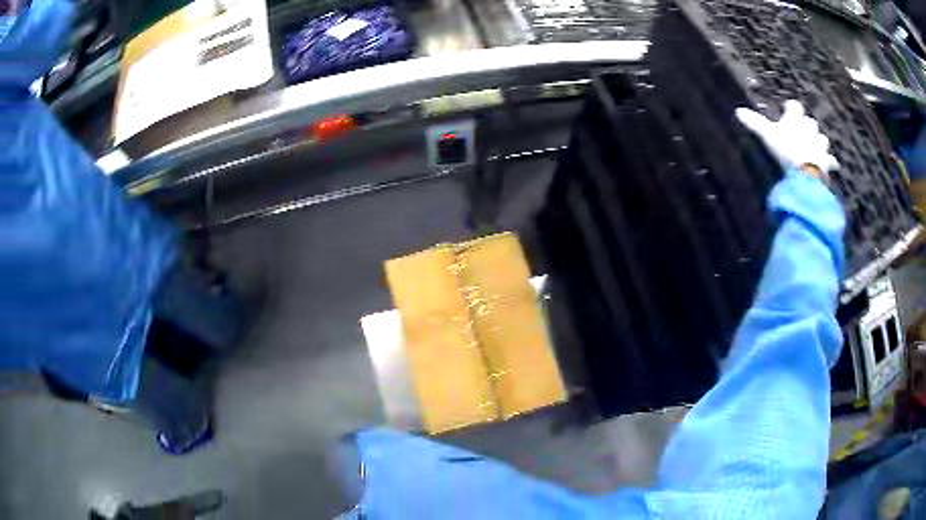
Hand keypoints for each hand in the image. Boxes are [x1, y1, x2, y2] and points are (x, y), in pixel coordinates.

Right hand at [735, 100, 838, 179]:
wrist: (806, 173)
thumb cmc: (786, 150)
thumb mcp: (767, 135)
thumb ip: (755, 123)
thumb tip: (738, 111)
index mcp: (796, 119)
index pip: (794, 106)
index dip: (791, 108)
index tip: (787, 110)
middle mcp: (810, 128)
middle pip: (810, 122)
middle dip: (808, 126)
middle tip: (802, 132)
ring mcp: (820, 145)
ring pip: (822, 139)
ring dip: (819, 142)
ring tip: (815, 148)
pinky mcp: (827, 162)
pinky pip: (831, 161)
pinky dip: (830, 163)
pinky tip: (830, 166)